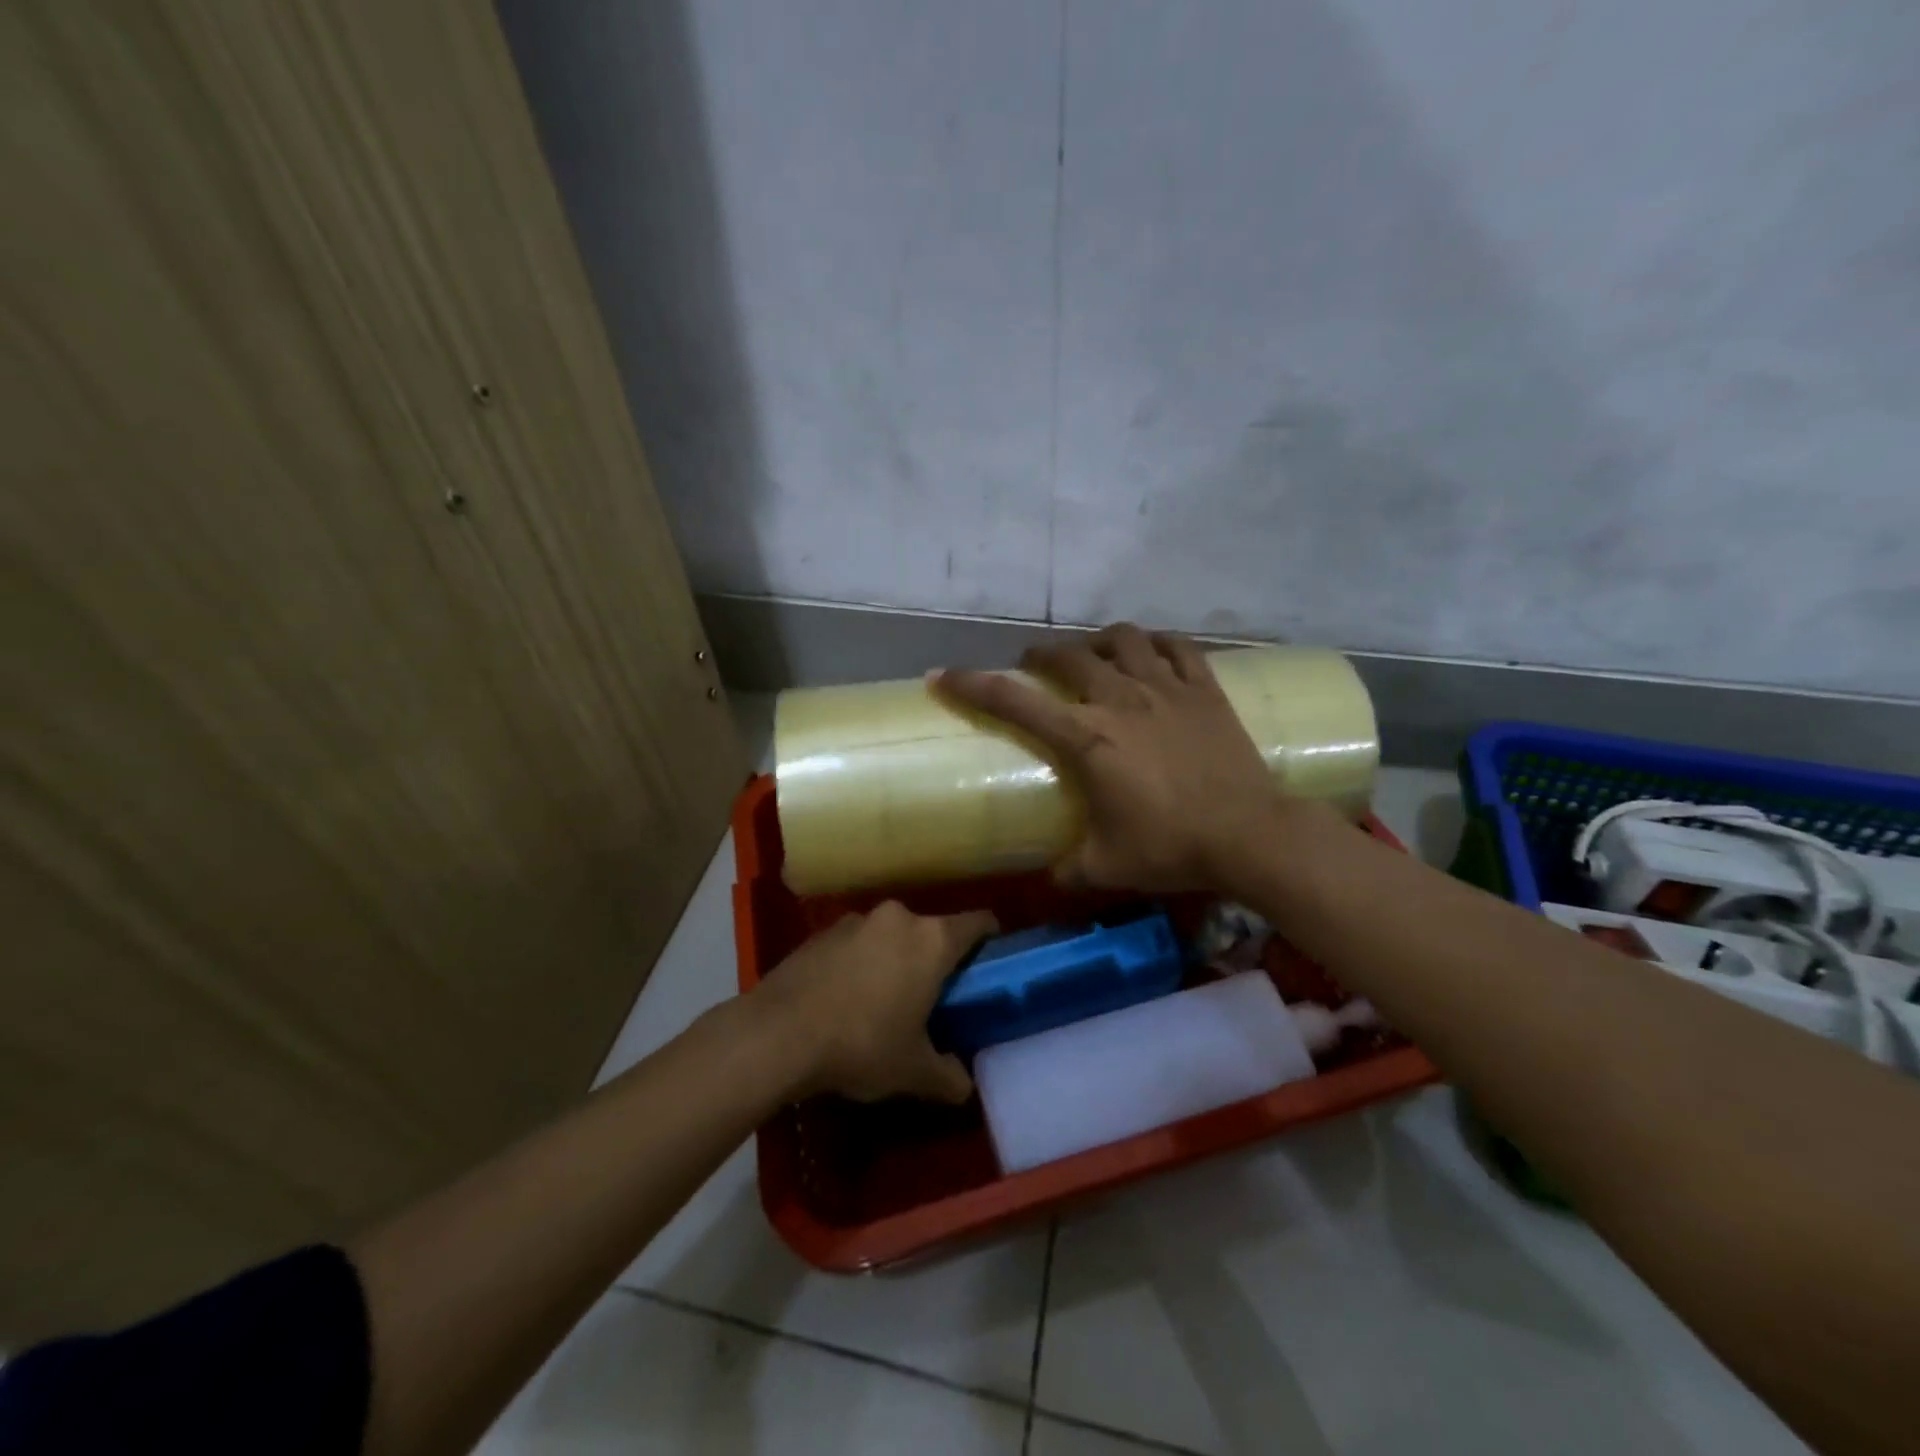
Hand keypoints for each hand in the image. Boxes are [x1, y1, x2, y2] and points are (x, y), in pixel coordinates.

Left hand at [753, 901, 997, 1103]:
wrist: (778, 1034)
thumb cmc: (861, 1044)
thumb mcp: (912, 1071)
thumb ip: (948, 1076)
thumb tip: (964, 1085)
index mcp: (931, 941)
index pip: (977, 922)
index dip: (990, 936)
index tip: (992, 957)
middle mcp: (898, 918)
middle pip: (930, 930)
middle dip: (935, 958)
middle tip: (934, 995)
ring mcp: (856, 920)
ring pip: (890, 935)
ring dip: (894, 958)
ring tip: (885, 998)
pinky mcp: (821, 932)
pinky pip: (856, 942)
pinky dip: (860, 961)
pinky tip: (846, 998)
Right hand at [938, 624, 1308, 892]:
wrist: (1250, 835)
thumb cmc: (1172, 847)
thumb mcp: (1106, 866)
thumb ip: (1068, 869)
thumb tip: (1049, 878)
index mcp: (1087, 739)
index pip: (1015, 702)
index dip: (973, 685)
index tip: (943, 675)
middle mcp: (1120, 700)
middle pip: (1068, 656)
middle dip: (1040, 656)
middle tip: (1033, 668)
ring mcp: (1166, 689)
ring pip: (1123, 639)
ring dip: (1097, 641)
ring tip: (1093, 655)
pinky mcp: (1205, 689)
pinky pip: (1177, 646)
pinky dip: (1156, 642)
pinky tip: (1150, 651)